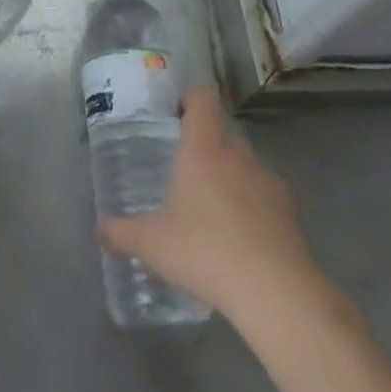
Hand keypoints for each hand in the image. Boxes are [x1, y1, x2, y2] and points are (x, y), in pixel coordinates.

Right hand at [98, 86, 333, 323]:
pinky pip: (264, 194)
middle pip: (222, 132)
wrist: (275, 292)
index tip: (173, 117)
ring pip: (245, 164)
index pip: (203, 98)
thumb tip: (99, 229)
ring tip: (210, 209)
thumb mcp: (150, 244)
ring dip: (229, 175)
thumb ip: (120, 232)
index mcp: (203, 149)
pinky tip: (238, 237)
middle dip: (204, 145)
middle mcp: (238, 155)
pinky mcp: (291, 211)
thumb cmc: (204, 252)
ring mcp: (269, 182)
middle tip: (181, 171)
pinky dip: (251, 205)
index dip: (189, 99)